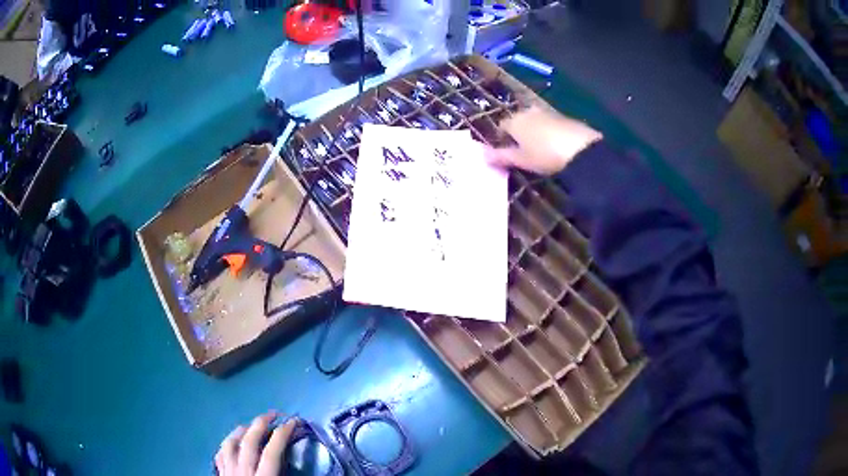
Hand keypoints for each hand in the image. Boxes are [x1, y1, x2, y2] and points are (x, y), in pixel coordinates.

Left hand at [215, 412, 297, 475]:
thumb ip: (286, 473)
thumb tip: (298, 460)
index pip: (272, 452)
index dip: (283, 434)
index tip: (293, 422)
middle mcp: (243, 470)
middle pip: (249, 441)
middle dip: (261, 423)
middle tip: (273, 413)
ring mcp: (228, 471)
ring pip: (230, 444)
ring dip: (241, 431)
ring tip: (250, 425)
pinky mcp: (221, 473)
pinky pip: (219, 454)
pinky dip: (227, 445)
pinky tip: (232, 442)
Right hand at [485, 106, 602, 174]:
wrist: (581, 149)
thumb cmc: (544, 155)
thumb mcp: (521, 160)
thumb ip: (502, 156)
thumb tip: (482, 155)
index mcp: (514, 120)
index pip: (501, 126)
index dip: (502, 139)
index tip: (506, 152)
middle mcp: (528, 111)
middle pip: (518, 121)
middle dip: (519, 133)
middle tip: (523, 152)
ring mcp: (547, 112)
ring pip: (534, 121)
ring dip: (534, 132)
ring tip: (539, 150)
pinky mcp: (563, 117)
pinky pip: (549, 124)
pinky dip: (548, 132)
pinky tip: (554, 146)